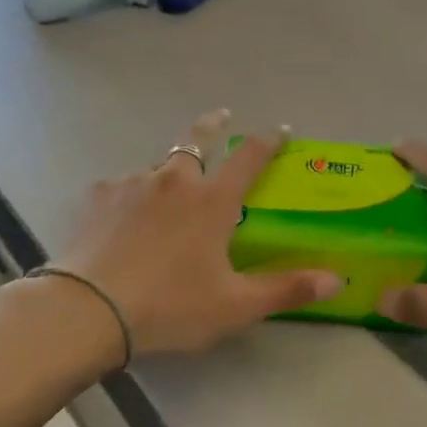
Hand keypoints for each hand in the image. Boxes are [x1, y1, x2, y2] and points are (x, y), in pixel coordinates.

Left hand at [48, 111, 342, 356]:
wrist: (88, 310)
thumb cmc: (170, 306)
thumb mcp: (235, 306)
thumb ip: (286, 290)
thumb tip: (338, 281)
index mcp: (212, 200)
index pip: (249, 157)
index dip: (268, 140)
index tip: (280, 129)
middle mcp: (175, 180)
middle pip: (197, 139)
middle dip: (213, 124)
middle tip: (221, 116)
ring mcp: (133, 183)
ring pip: (157, 164)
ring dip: (169, 169)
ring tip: (166, 189)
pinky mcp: (99, 197)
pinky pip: (121, 186)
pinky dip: (130, 194)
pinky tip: (123, 214)